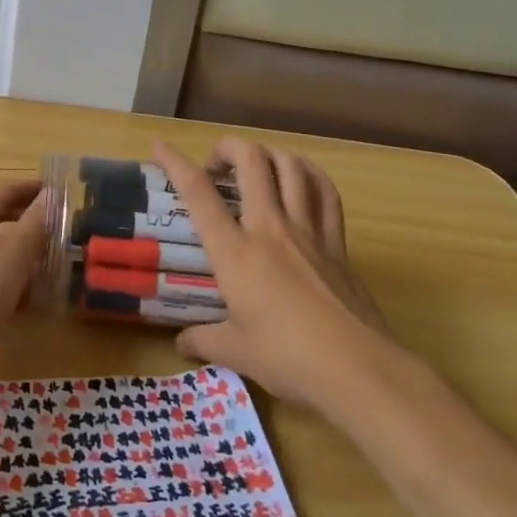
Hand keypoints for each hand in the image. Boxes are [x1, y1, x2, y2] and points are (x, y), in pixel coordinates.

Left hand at [0, 179, 47, 401]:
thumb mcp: (14, 249)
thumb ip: (35, 221)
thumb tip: (52, 194)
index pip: (5, 191)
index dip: (31, 189)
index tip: (59, 192)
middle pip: (0, 221)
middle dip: (30, 222)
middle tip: (63, 227)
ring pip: (0, 254)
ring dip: (27, 255)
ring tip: (59, 262)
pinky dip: (17, 284)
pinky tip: (38, 298)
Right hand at [154, 138, 393, 405]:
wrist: (358, 369)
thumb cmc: (288, 359)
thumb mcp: (236, 352)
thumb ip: (204, 341)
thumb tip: (181, 343)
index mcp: (234, 252)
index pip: (198, 193)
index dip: (175, 162)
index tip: (159, 146)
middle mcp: (269, 228)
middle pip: (251, 160)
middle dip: (228, 147)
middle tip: (216, 166)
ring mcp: (308, 231)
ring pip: (291, 166)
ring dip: (269, 154)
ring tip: (256, 166)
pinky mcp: (337, 243)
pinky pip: (326, 192)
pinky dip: (310, 174)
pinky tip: (301, 177)